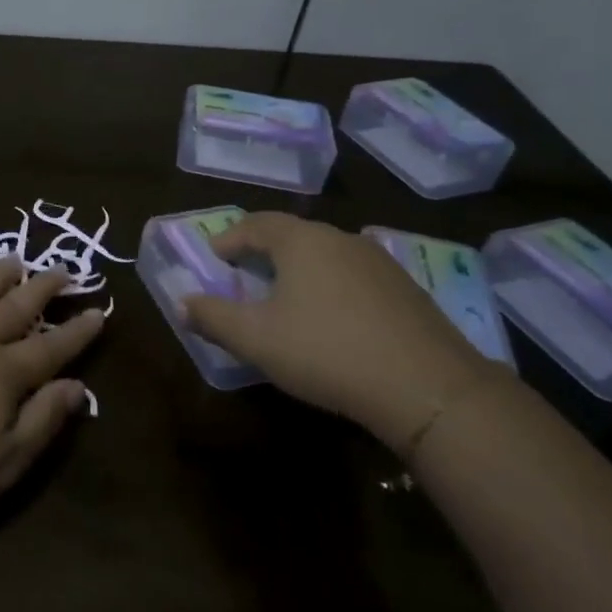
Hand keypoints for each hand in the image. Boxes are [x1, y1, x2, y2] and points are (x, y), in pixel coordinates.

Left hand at [0, 251, 104, 520]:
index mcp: (1, 375)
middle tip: (63, 269)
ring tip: (16, 259)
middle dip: (42, 290)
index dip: (77, 332)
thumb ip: (42, 422)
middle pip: (15, 310)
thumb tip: (78, 387)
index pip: (50, 348)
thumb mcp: (3, 463)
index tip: (98, 310)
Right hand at [180, 213, 503, 454]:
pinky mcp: (407, 290)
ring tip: (286, 295)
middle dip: (264, 250)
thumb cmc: (326, 351)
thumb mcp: (255, 339)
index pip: (257, 223)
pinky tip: (332, 317)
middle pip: (294, 234)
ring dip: (300, 268)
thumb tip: (183, 304)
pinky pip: (354, 275)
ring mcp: (380, 263)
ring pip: (327, 254)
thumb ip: (214, 318)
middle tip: (245, 272)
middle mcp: (342, 239)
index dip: (230, 237)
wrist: (428, 387)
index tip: (215, 255)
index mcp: (302, 241)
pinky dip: (331, 285)